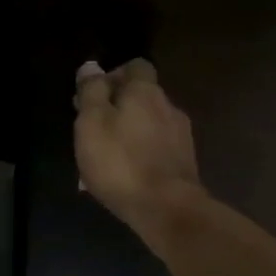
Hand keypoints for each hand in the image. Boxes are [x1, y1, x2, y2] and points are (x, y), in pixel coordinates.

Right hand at [74, 58, 206, 249]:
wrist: (166, 208)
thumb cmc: (120, 162)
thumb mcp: (92, 123)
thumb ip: (91, 92)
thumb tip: (91, 66)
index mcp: (145, 92)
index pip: (135, 66)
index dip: (113, 75)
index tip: (93, 96)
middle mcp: (168, 106)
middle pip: (142, 95)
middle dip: (117, 105)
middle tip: (92, 127)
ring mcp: (181, 135)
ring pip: (149, 123)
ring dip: (128, 130)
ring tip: (106, 154)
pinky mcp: (183, 161)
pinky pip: (156, 147)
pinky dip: (140, 152)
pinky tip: (125, 172)